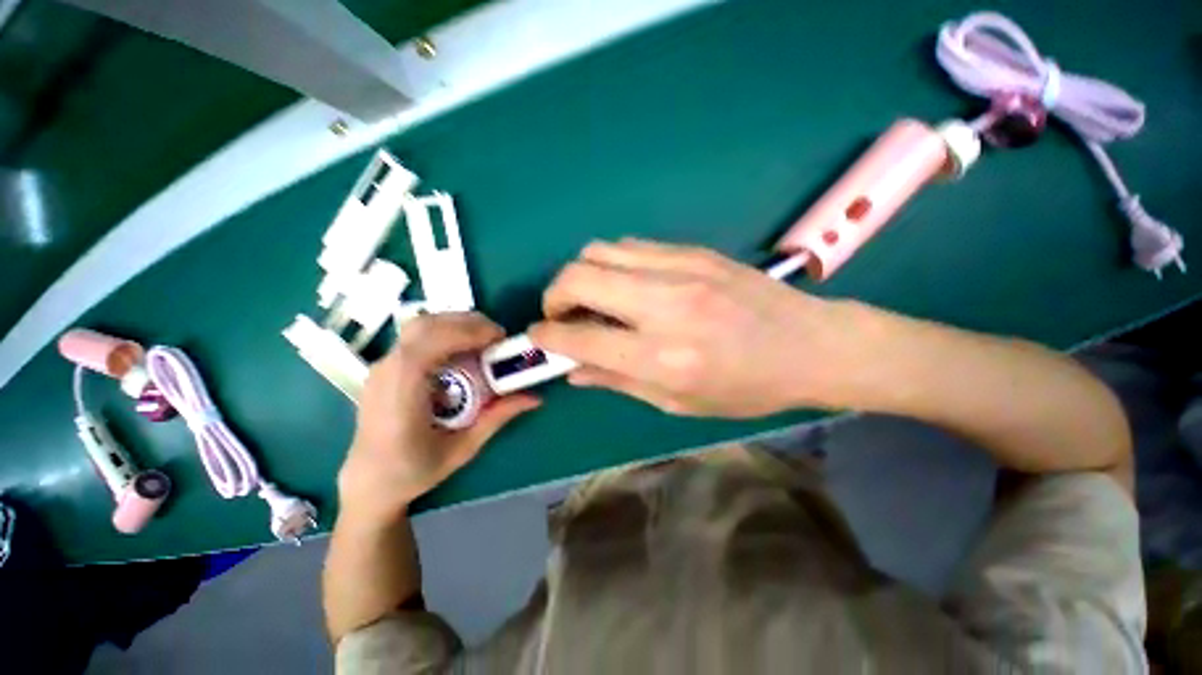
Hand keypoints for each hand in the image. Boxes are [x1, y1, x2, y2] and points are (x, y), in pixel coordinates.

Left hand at [338, 313, 538, 523]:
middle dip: (467, 323)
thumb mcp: (463, 448)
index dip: (467, 332)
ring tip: (483, 340)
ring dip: (456, 325)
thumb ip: (498, 417)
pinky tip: (462, 350)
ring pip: (420, 326)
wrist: (368, 482)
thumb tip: (535, 398)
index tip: (500, 339)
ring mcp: (382, 366)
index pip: (430, 343)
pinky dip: (444, 333)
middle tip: (498, 337)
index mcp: (401, 391)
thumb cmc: (413, 471)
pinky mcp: (386, 366)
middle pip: (426, 325)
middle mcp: (386, 370)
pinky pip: (416, 337)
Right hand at [529, 239, 856, 417]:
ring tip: (592, 298)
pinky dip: (612, 263)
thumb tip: (573, 369)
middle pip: (579, 277)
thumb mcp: (679, 403)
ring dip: (582, 274)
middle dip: (555, 295)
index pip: (581, 337)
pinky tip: (624, 284)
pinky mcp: (693, 251)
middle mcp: (665, 305)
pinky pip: (631, 246)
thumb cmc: (747, 387)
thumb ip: (619, 381)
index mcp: (663, 357)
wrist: (811, 345)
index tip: (538, 337)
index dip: (548, 336)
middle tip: (561, 314)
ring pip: (599, 250)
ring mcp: (681, 269)